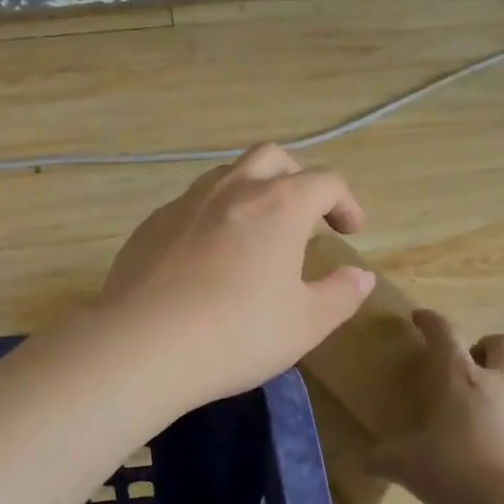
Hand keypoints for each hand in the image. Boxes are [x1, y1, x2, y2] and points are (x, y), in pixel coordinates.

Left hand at [100, 144, 375, 408]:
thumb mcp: (305, 324)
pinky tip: (206, 258)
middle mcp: (232, 189)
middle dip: (296, 178)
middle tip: (305, 216)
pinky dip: (211, 218)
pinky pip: (190, 206)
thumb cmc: (238, 333)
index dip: (345, 202)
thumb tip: (359, 275)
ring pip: (226, 176)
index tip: (350, 231)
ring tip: (256, 233)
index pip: (324, 182)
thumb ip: (341, 294)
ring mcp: (185, 203)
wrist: (144, 344)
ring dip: (251, 192)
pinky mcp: (151, 225)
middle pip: (272, 158)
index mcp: (279, 205)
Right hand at [370, 310, 503, 503]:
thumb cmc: (453, 473)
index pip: (443, 332)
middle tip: (470, 363)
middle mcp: (498, 381)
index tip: (419, 318)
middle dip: (485, 344)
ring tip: (497, 387)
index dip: (430, 320)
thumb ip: (382, 457)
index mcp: (458, 377)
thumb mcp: (403, 465)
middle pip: (503, 342)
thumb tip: (367, 460)